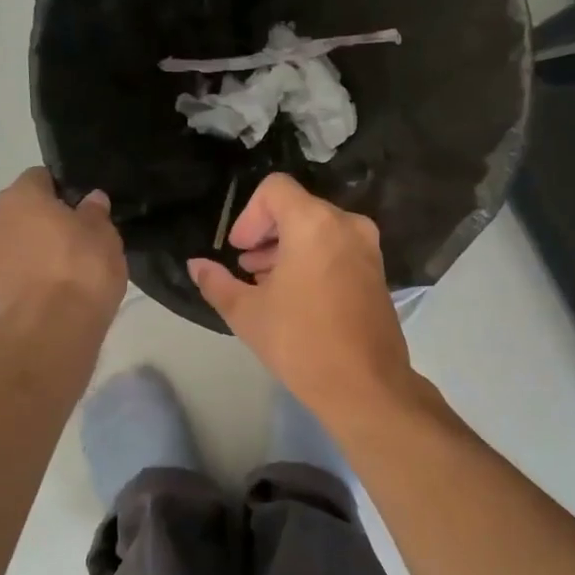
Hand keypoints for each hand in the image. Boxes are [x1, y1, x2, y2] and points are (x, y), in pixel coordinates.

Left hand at [0, 169, 126, 324]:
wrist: (50, 329)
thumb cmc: (81, 269)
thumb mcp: (103, 235)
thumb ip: (95, 212)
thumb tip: (91, 199)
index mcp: (21, 195)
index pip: (41, 177)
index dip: (63, 191)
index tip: (83, 210)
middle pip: (23, 210)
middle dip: (46, 220)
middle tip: (78, 239)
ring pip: (16, 241)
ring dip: (35, 249)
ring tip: (67, 269)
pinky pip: (14, 270)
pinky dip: (30, 274)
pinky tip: (55, 290)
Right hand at [188, 174, 414, 419]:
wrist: (365, 385)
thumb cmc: (300, 342)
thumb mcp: (247, 313)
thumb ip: (216, 282)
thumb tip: (196, 265)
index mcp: (314, 224)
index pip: (275, 189)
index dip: (248, 215)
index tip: (238, 250)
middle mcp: (346, 225)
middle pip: (297, 208)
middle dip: (266, 234)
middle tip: (246, 269)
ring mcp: (367, 248)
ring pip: (319, 229)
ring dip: (288, 248)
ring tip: (267, 284)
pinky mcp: (377, 271)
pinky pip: (338, 248)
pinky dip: (313, 259)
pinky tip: (297, 296)